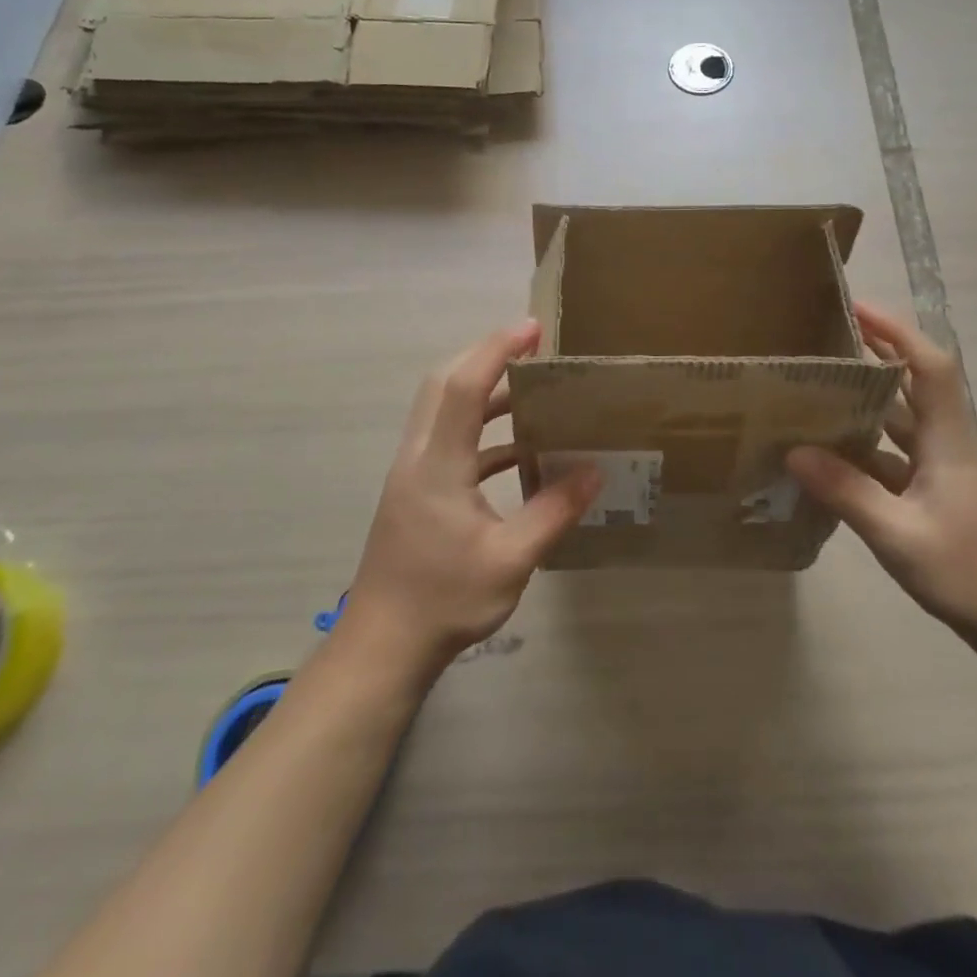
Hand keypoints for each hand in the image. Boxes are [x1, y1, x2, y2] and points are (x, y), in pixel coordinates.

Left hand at [338, 320, 599, 679]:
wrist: (381, 647)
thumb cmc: (444, 601)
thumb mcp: (510, 560)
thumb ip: (553, 511)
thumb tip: (594, 471)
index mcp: (438, 463)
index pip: (466, 386)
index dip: (498, 350)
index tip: (533, 329)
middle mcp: (418, 455)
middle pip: (444, 383)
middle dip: (485, 354)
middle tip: (531, 346)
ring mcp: (412, 473)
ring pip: (442, 408)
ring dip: (482, 390)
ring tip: (530, 389)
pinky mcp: (415, 491)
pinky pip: (448, 439)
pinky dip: (480, 429)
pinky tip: (516, 451)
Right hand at [787, 301, 976, 656]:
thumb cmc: (970, 574)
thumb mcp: (899, 535)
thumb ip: (847, 491)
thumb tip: (795, 451)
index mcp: (949, 441)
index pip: (929, 367)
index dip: (896, 331)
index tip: (857, 309)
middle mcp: (949, 445)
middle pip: (915, 385)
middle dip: (876, 356)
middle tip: (826, 344)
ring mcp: (946, 472)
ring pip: (904, 423)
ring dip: (868, 404)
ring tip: (819, 393)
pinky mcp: (941, 496)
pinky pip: (898, 457)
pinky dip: (868, 449)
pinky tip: (834, 460)